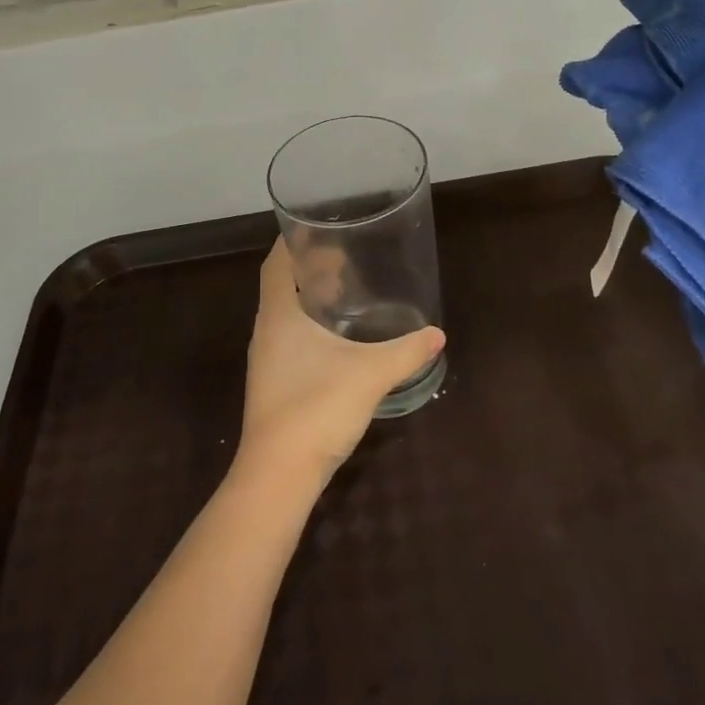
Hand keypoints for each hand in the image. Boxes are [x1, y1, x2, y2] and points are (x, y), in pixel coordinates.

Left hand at [235, 240, 444, 493]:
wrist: (279, 475)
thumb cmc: (316, 407)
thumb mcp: (369, 373)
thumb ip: (406, 352)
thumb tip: (437, 335)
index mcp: (278, 315)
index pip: (276, 262)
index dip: (293, 241)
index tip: (320, 228)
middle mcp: (266, 331)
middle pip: (282, 286)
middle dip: (309, 268)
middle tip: (344, 258)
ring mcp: (267, 360)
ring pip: (286, 315)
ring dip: (310, 299)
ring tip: (345, 293)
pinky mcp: (274, 385)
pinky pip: (289, 340)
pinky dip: (310, 327)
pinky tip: (338, 341)